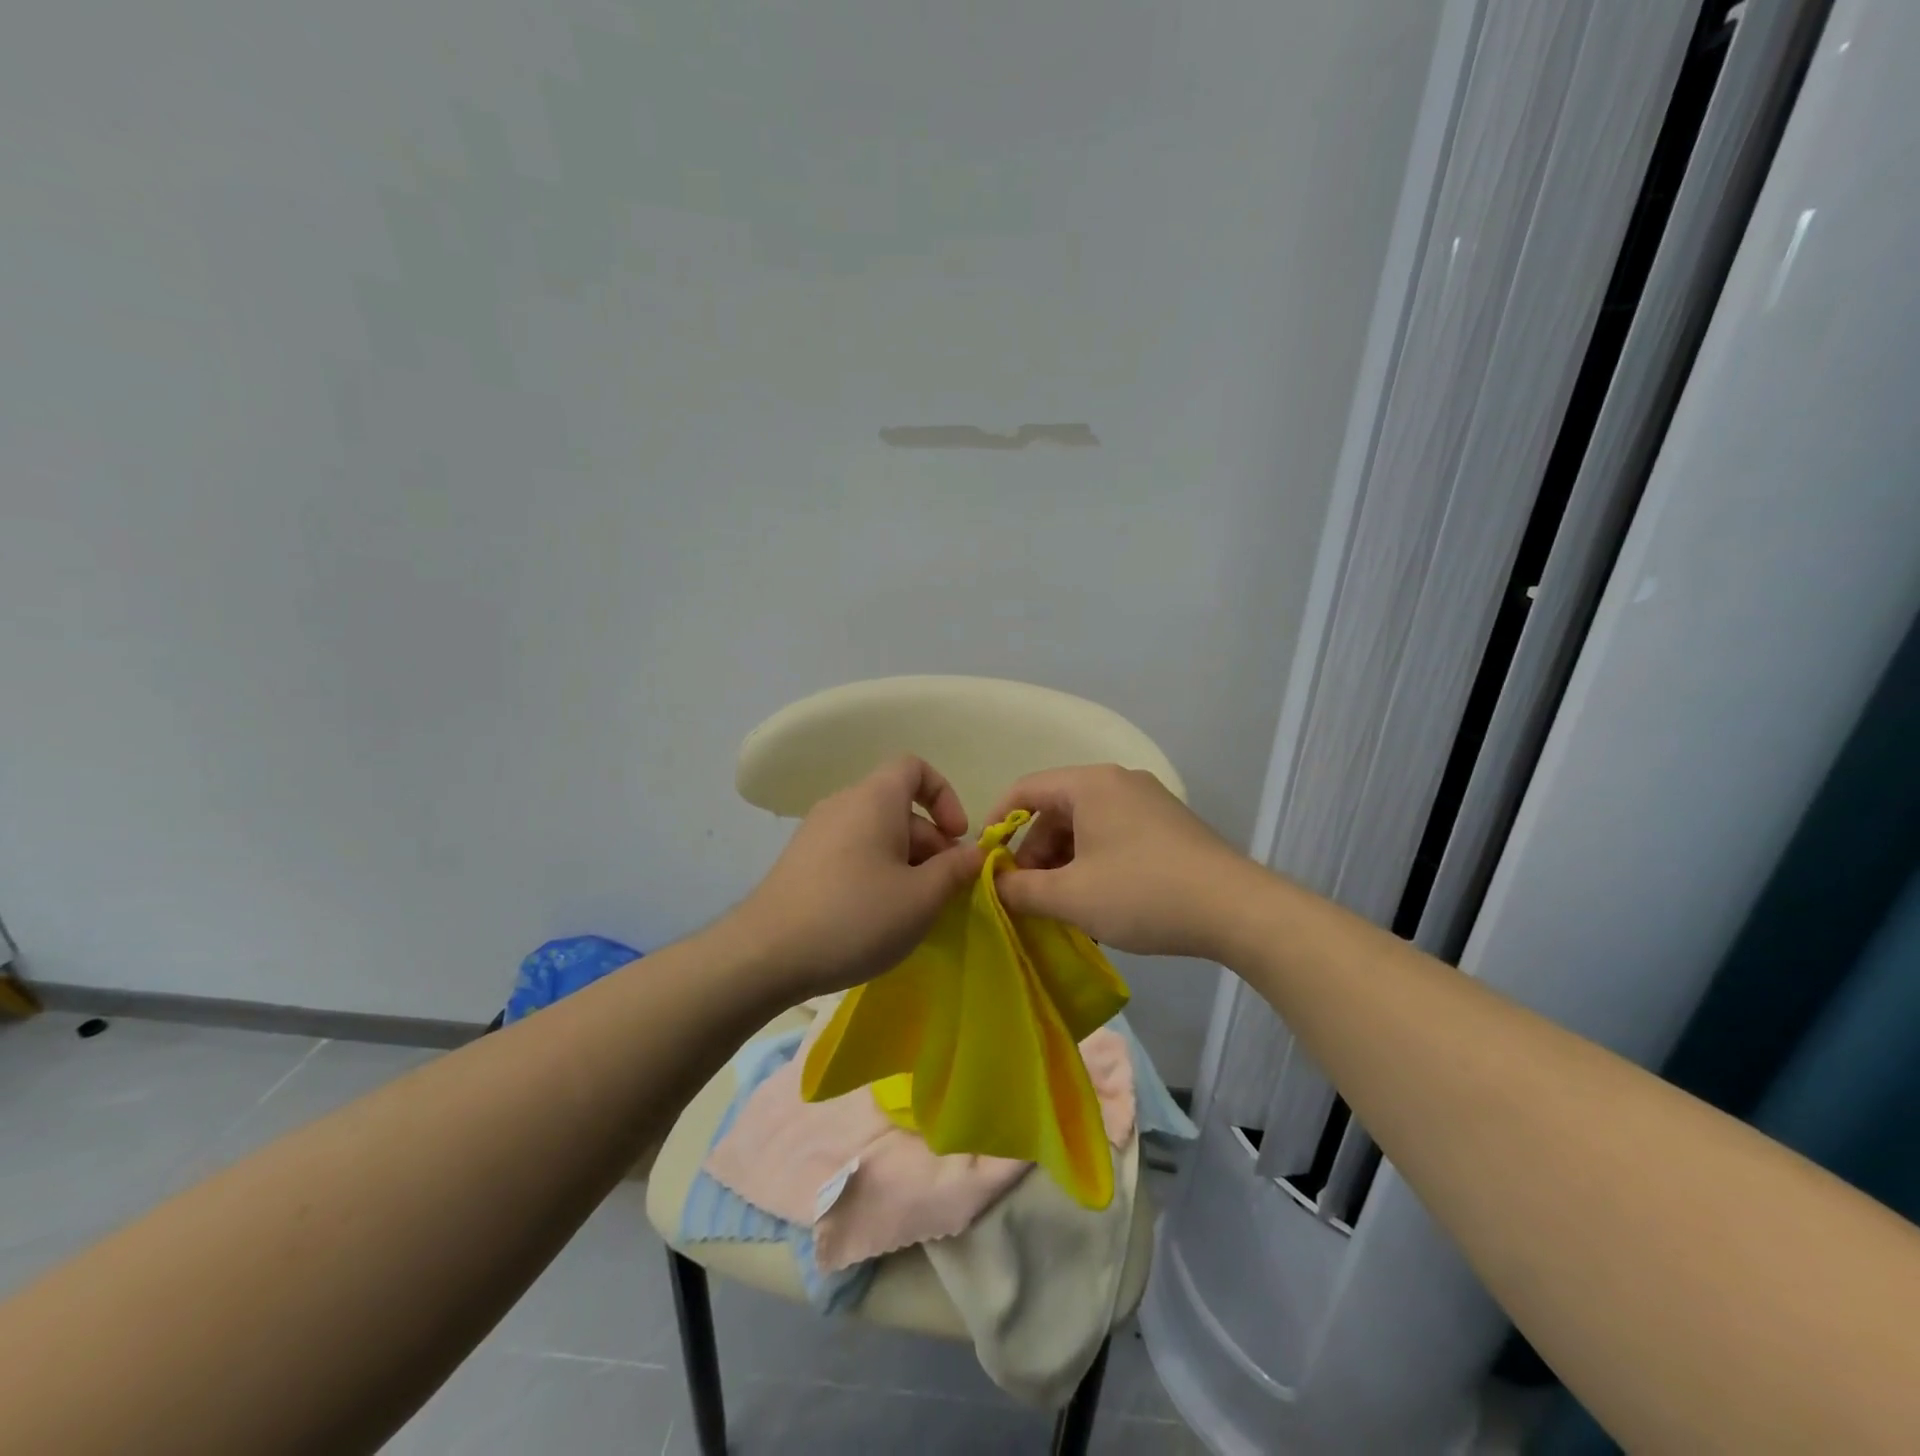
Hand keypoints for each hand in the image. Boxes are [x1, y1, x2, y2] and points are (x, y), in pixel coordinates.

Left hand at [730, 756, 984, 1001]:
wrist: (764, 955)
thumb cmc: (854, 917)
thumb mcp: (921, 898)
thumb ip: (956, 870)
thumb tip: (974, 853)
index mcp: (874, 799)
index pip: (914, 767)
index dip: (944, 794)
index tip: (956, 836)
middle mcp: (843, 804)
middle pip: (898, 807)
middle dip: (930, 843)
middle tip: (942, 891)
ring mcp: (817, 832)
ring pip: (876, 833)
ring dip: (905, 863)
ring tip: (913, 910)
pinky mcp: (801, 861)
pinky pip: (852, 852)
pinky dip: (875, 872)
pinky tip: (876, 917)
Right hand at [987, 764, 1255, 959]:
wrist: (1237, 910)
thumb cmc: (1143, 893)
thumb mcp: (1071, 897)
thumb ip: (1020, 889)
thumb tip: (992, 883)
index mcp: (1091, 784)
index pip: (1025, 790)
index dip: (996, 824)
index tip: (985, 862)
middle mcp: (1118, 781)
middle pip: (1056, 809)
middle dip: (1034, 852)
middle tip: (1028, 895)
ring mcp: (1148, 802)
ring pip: (1085, 826)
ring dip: (1064, 863)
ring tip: (1062, 906)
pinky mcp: (1168, 825)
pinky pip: (1113, 835)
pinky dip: (1094, 863)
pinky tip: (1098, 902)